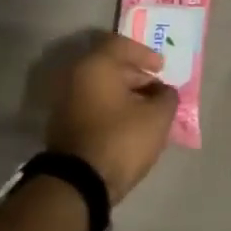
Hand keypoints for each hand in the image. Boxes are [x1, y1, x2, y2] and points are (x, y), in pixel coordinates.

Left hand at [45, 33, 178, 203]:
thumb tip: (165, 92)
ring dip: (125, 96)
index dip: (145, 54)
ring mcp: (65, 102)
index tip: (161, 68)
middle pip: (111, 67)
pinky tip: (129, 126)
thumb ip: (167, 97)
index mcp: (96, 65)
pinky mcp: (63, 126)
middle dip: (137, 77)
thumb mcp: (157, 117)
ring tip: (147, 112)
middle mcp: (76, 77)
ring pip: (101, 89)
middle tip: (158, 92)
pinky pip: (93, 107)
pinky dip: (111, 110)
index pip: (122, 45)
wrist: (78, 185)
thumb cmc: (120, 139)